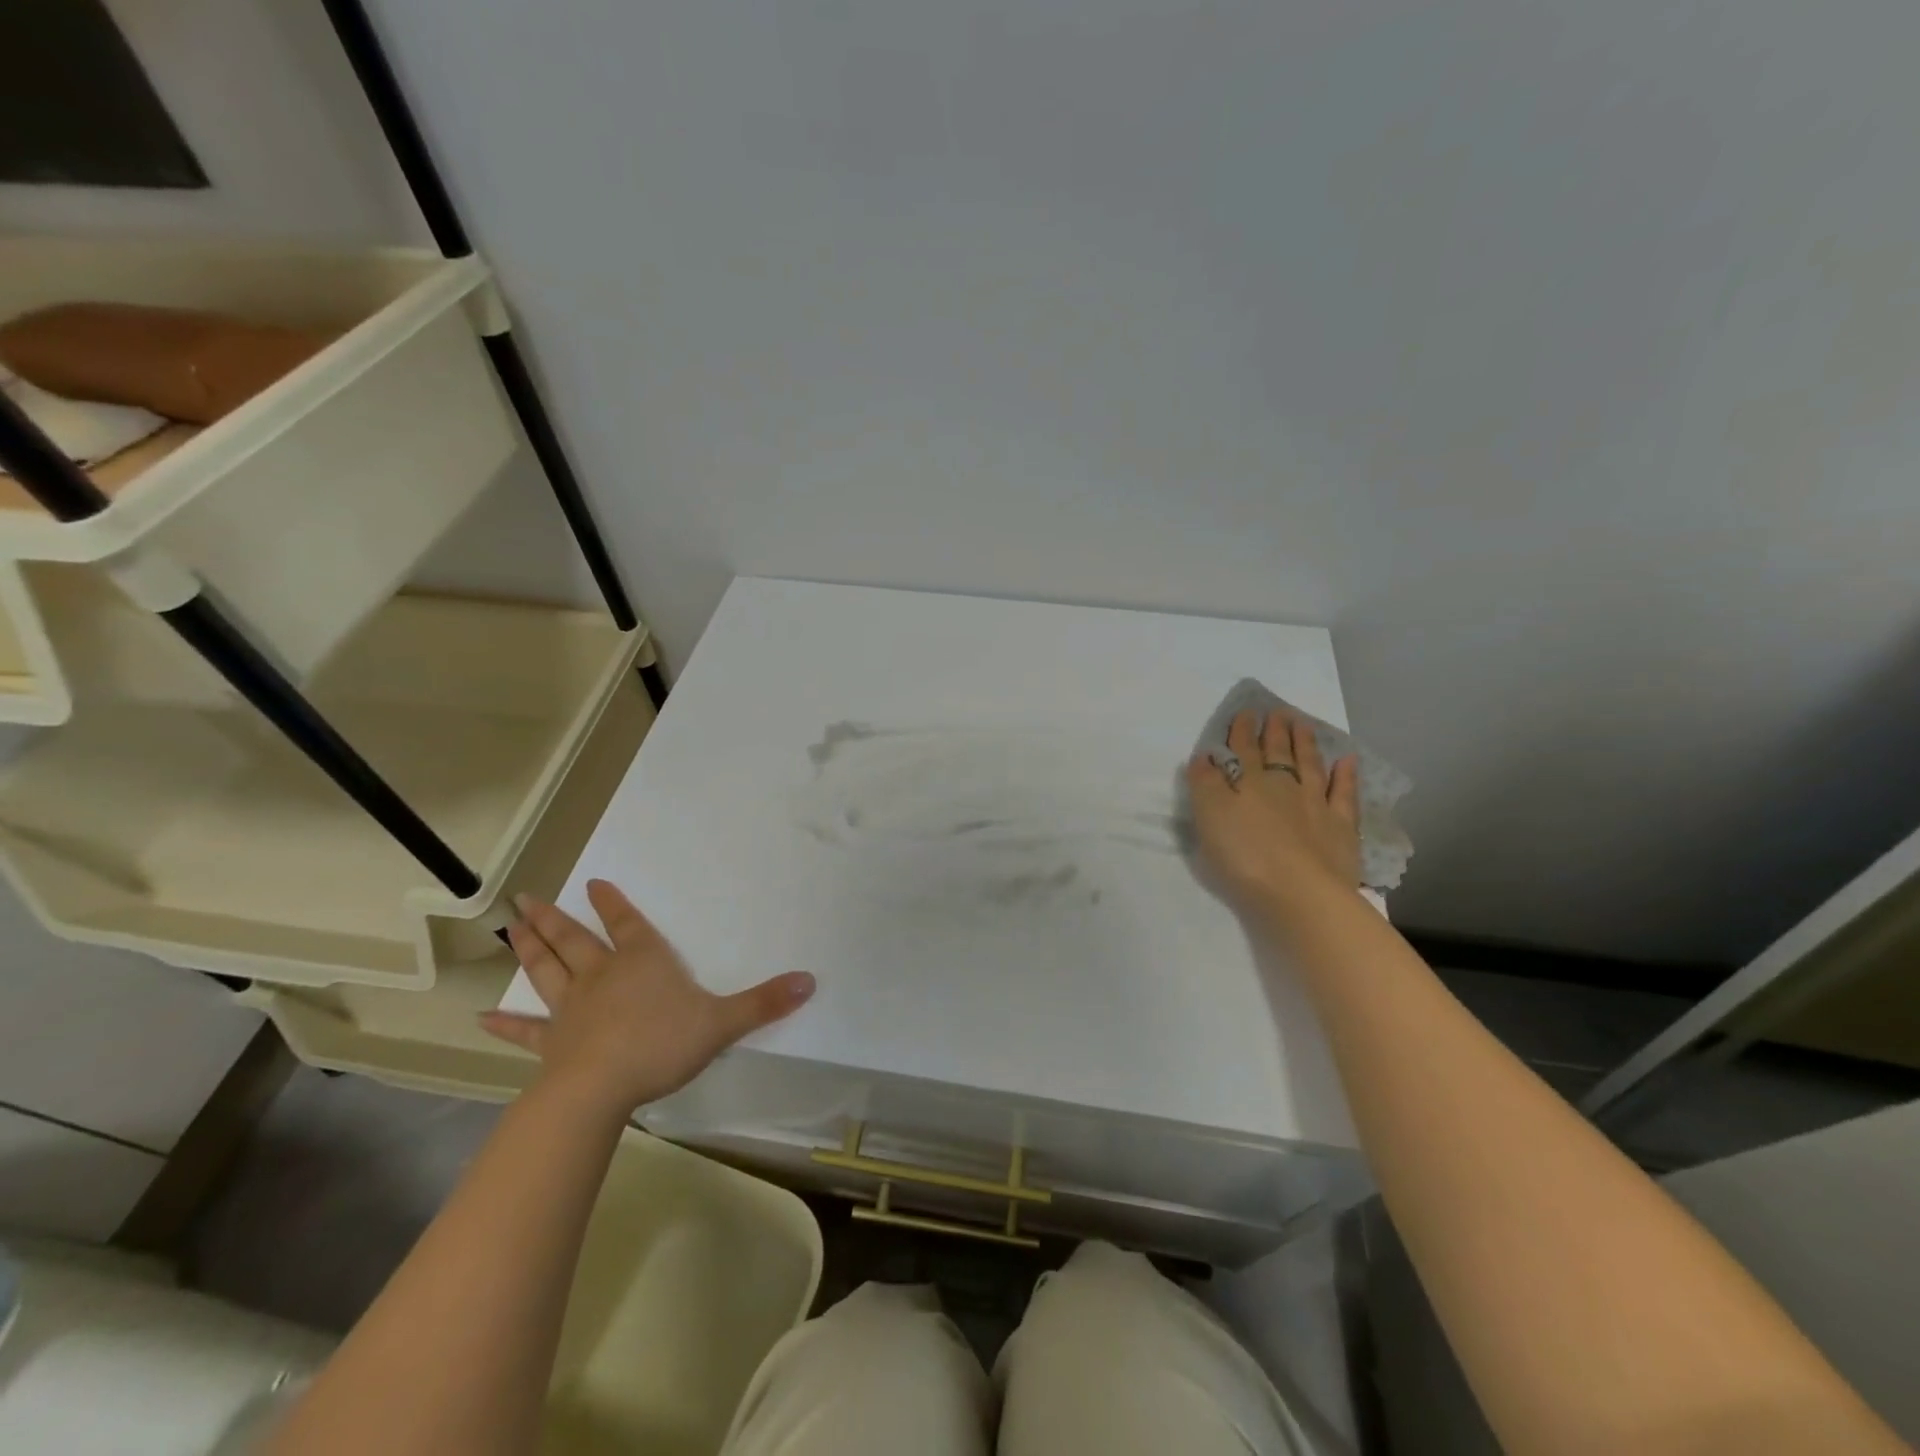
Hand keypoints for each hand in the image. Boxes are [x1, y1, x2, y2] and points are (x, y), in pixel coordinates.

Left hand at [479, 879, 815, 1118]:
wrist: (601, 1089)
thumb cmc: (662, 1044)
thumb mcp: (723, 1022)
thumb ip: (765, 1002)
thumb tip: (811, 980)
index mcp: (642, 962)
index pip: (628, 924)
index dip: (614, 904)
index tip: (595, 883)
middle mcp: (602, 976)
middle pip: (575, 940)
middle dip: (553, 918)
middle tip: (526, 898)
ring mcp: (571, 1009)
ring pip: (546, 971)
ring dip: (528, 949)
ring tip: (510, 928)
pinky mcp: (552, 1043)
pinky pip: (525, 1031)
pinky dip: (504, 1025)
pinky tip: (480, 1020)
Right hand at [1187, 710, 1360, 917]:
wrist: (1300, 892)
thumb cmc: (1245, 856)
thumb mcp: (1210, 818)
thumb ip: (1205, 784)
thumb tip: (1205, 756)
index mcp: (1249, 783)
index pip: (1243, 750)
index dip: (1242, 731)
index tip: (1245, 712)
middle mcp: (1283, 786)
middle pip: (1278, 753)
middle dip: (1275, 732)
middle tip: (1277, 712)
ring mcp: (1316, 804)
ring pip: (1310, 766)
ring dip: (1306, 744)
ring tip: (1303, 724)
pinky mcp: (1341, 827)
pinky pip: (1344, 794)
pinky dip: (1346, 775)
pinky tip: (1348, 760)